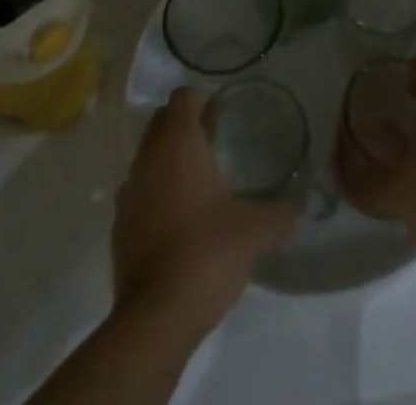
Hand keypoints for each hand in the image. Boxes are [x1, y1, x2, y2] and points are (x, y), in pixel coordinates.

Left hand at [111, 87, 294, 334]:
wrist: (155, 319)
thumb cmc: (206, 255)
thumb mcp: (254, 232)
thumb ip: (279, 214)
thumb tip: (297, 206)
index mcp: (179, 144)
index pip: (183, 96)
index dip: (202, 99)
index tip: (222, 115)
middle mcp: (149, 158)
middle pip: (160, 120)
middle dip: (183, 123)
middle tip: (212, 141)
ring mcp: (128, 192)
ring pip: (146, 155)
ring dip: (166, 158)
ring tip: (195, 182)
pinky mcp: (118, 226)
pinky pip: (137, 192)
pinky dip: (153, 193)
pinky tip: (176, 219)